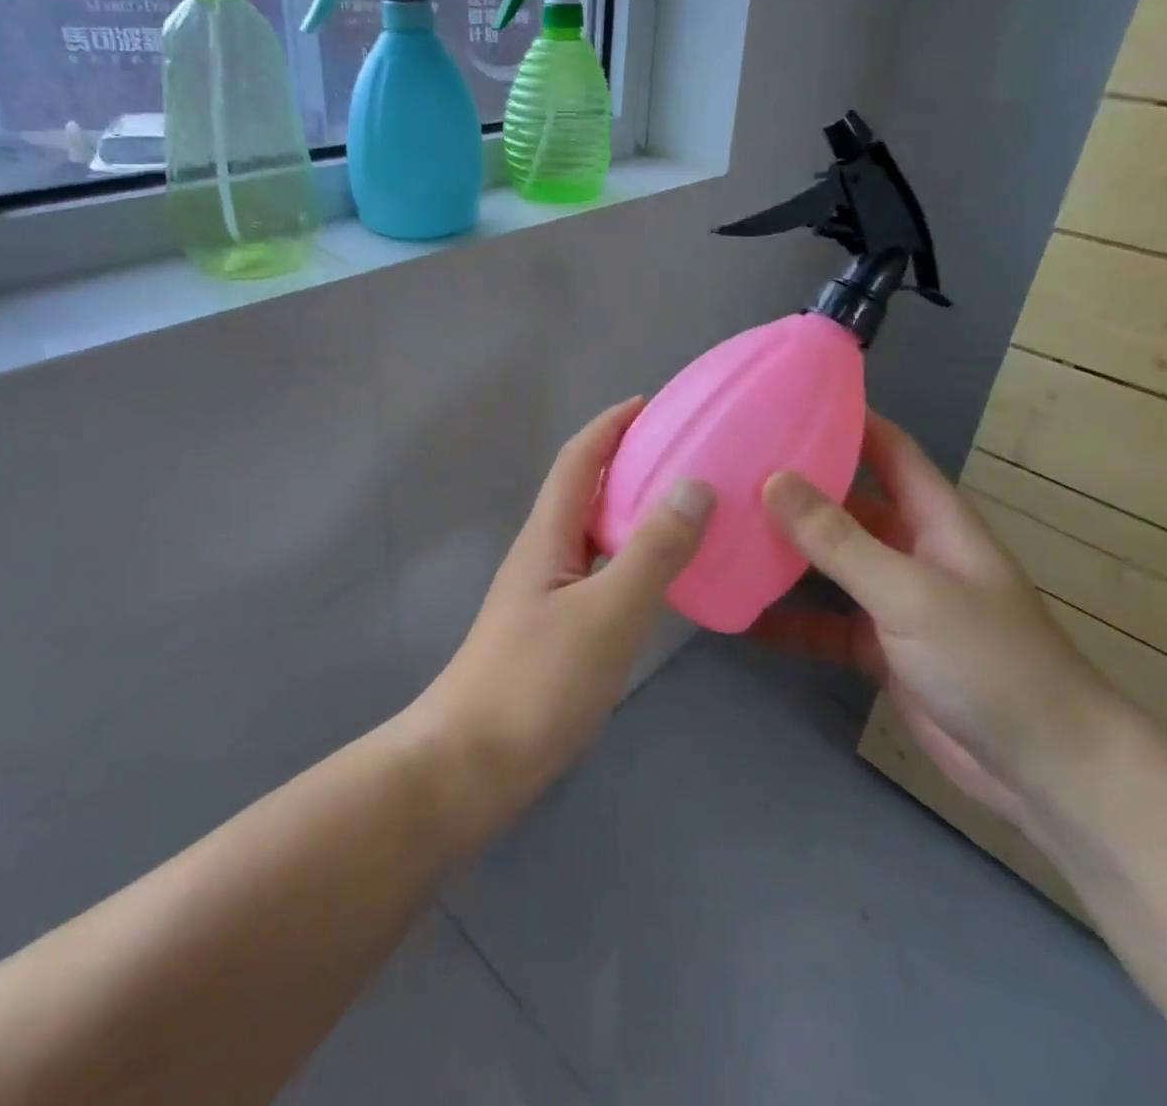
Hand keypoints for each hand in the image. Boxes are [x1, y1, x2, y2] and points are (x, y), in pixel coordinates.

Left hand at [411, 398, 714, 839]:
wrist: (472, 763)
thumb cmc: (538, 680)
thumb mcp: (608, 610)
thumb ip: (653, 550)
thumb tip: (694, 484)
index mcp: (547, 534)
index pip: (578, 459)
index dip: (610, 425)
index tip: (652, 403)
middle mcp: (542, 553)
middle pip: (584, 490)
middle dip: (627, 461)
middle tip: (685, 454)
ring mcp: (544, 594)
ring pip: (593, 534)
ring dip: (632, 511)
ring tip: (686, 509)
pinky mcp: (553, 630)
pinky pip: (599, 573)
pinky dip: (631, 559)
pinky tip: (660, 580)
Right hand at [756, 413, 1116, 827]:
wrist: (1043, 771)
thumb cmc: (990, 661)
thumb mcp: (910, 593)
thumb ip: (839, 540)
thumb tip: (772, 481)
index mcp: (933, 518)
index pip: (887, 447)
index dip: (847, 417)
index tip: (786, 398)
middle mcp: (910, 549)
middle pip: (845, 503)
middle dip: (795, 486)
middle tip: (730, 467)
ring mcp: (892, 600)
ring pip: (827, 563)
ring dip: (783, 553)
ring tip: (722, 531)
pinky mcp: (876, 647)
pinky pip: (820, 622)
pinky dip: (786, 619)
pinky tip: (738, 613)